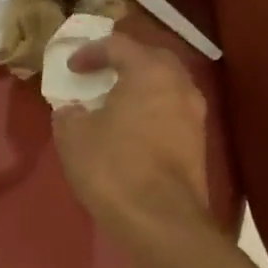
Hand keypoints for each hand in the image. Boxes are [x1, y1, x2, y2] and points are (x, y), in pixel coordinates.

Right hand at [52, 32, 233, 267]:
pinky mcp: (197, 144)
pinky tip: (130, 127)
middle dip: (124, 61)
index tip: (71, 68)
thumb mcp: (73, 135)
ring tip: (113, 100)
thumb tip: (73, 109)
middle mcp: (179, 85)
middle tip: (99, 72)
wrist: (161, 223)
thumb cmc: (113, 167)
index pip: (118, 45)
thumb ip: (69, 113)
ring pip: (166, 85)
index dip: (90, 51)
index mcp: (149, 72)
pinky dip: (150, 109)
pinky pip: (171, 110)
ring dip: (140, 86)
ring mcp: (194, 116)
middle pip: (151, 58)